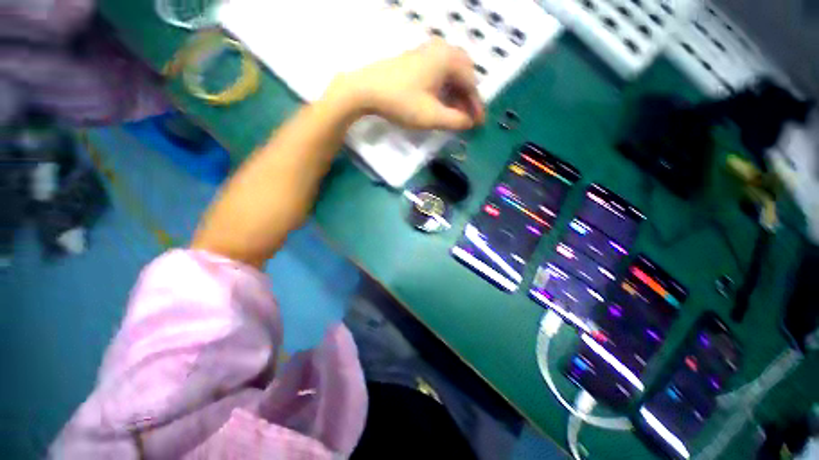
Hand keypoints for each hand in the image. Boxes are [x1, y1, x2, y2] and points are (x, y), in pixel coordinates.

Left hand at [326, 38, 484, 130]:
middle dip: (467, 98)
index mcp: (448, 59)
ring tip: (455, 113)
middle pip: (464, 75)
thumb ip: (455, 120)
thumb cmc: (402, 102)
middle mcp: (441, 49)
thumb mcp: (432, 116)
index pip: (471, 84)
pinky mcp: (416, 59)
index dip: (476, 106)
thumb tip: (469, 122)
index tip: (478, 123)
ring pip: (451, 73)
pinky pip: (439, 72)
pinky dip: (444, 88)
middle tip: (467, 117)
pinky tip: (441, 101)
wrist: (367, 89)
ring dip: (456, 93)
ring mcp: (427, 52)